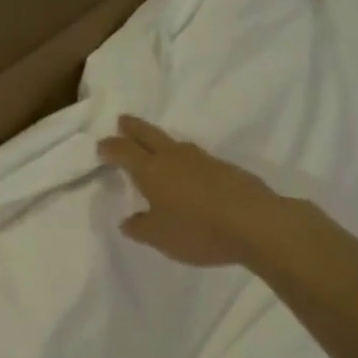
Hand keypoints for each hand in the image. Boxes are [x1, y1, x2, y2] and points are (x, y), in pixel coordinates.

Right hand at [96, 114, 286, 267]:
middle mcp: (174, 158)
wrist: (256, 223)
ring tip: (155, 146)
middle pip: (149, 135)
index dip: (110, 148)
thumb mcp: (160, 237)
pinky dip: (184, 159)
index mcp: (151, 170)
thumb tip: (128, 221)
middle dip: (133, 128)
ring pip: (175, 143)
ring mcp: (203, 160)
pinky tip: (188, 171)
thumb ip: (140, 228)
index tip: (101, 146)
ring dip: (160, 141)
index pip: (124, 151)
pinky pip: (196, 157)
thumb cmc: (198, 230)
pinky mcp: (226, 168)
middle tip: (123, 120)